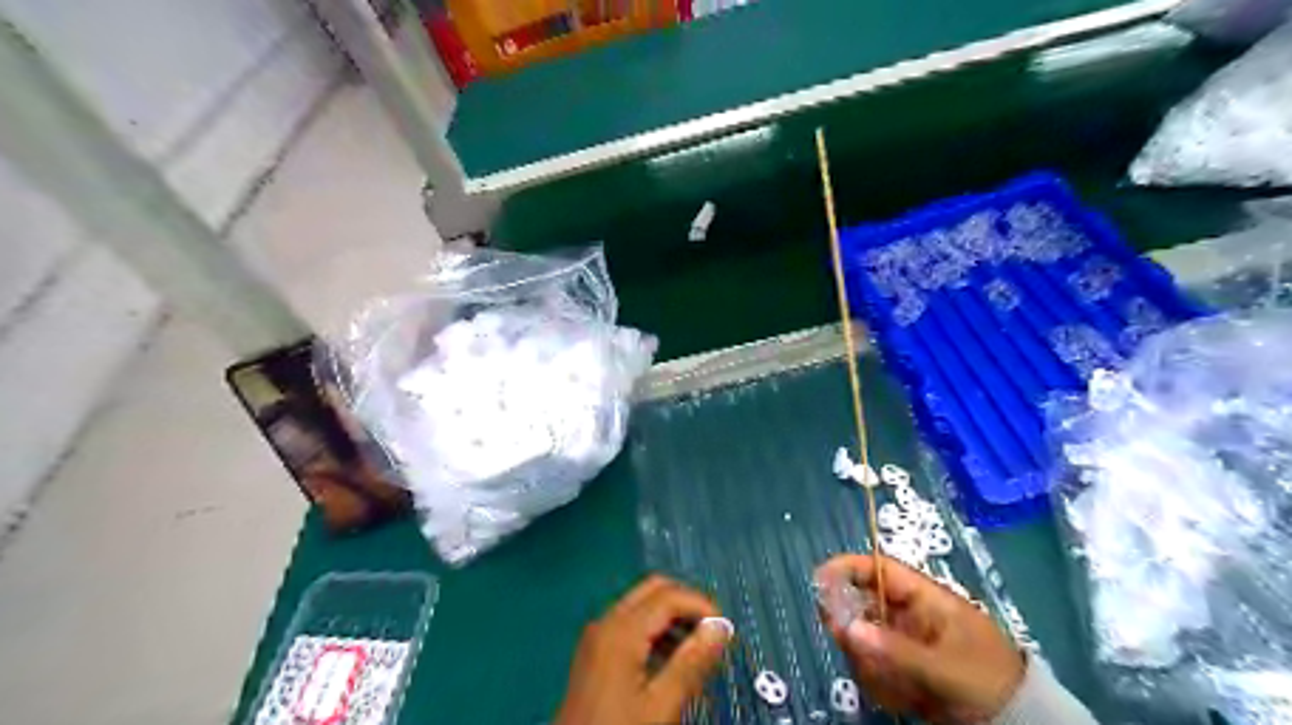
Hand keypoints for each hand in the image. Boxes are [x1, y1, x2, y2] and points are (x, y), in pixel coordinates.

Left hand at [558, 576, 735, 722]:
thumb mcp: (660, 706)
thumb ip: (691, 663)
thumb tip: (721, 628)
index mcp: (621, 631)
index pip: (669, 596)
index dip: (702, 605)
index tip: (726, 630)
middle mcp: (607, 621)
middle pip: (654, 589)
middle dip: (687, 604)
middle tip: (713, 633)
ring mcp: (598, 635)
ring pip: (643, 604)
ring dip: (673, 617)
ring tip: (699, 651)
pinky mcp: (596, 650)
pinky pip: (631, 623)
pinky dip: (656, 630)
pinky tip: (672, 660)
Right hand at [816, 555, 1018, 718]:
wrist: (1021, 723)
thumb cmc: (987, 681)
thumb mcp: (945, 667)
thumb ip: (894, 649)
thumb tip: (844, 628)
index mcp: (924, 598)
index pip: (879, 569)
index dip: (847, 568)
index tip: (818, 579)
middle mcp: (909, 616)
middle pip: (861, 607)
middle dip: (855, 632)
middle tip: (856, 653)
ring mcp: (905, 643)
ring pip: (864, 642)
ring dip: (870, 666)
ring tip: (898, 690)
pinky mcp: (903, 670)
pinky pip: (875, 669)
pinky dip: (881, 686)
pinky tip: (905, 702)